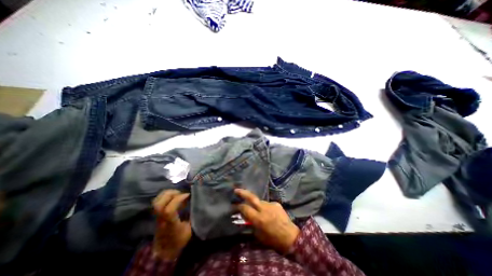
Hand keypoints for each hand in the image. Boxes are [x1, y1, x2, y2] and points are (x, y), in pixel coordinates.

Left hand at [153, 191, 189, 259]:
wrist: (164, 250)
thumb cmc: (178, 239)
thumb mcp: (189, 229)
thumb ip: (193, 216)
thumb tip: (199, 203)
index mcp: (170, 224)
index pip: (169, 210)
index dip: (178, 199)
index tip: (188, 195)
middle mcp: (161, 219)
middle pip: (158, 203)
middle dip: (171, 193)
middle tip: (181, 193)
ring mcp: (157, 215)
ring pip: (156, 201)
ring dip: (168, 193)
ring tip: (178, 193)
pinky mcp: (156, 213)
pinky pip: (158, 201)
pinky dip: (165, 195)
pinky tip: (173, 196)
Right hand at [234, 188, 299, 254]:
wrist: (291, 237)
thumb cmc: (273, 240)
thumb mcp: (259, 235)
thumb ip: (251, 224)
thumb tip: (245, 216)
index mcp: (258, 219)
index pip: (245, 208)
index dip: (239, 207)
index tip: (235, 206)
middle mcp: (264, 209)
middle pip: (251, 197)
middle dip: (243, 193)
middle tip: (236, 190)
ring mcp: (271, 205)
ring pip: (260, 201)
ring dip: (257, 205)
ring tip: (259, 211)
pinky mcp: (276, 204)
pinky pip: (268, 204)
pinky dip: (266, 208)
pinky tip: (269, 213)